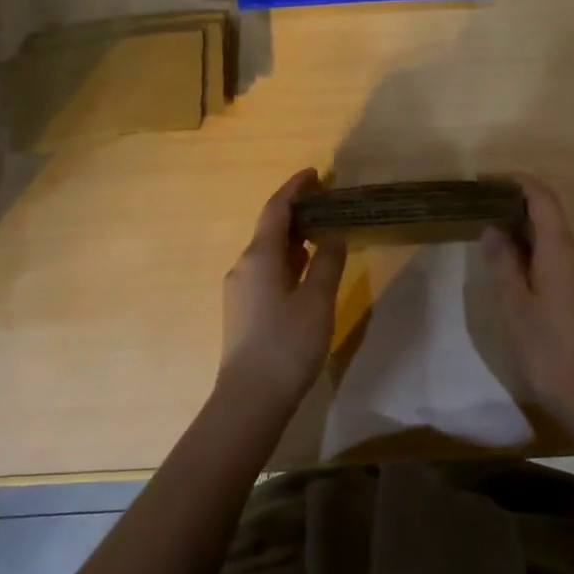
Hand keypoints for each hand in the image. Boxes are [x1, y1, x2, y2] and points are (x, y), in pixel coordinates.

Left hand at [219, 168, 347, 408]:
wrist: (250, 399)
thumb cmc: (287, 344)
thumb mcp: (317, 300)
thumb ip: (327, 262)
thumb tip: (333, 235)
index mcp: (259, 256)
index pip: (276, 209)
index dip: (295, 188)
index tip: (316, 174)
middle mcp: (244, 266)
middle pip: (270, 227)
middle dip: (297, 211)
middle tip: (328, 202)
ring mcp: (240, 289)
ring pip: (268, 251)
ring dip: (293, 236)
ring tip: (323, 230)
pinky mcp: (243, 309)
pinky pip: (266, 270)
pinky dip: (288, 259)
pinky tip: (306, 268)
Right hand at [482, 174, 573, 425]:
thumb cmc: (546, 346)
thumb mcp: (514, 302)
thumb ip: (502, 260)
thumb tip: (493, 228)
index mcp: (561, 249)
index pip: (543, 198)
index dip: (517, 182)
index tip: (486, 180)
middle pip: (549, 214)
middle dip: (515, 205)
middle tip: (479, 208)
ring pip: (553, 236)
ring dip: (523, 229)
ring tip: (489, 234)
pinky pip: (558, 255)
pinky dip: (534, 249)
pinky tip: (512, 265)